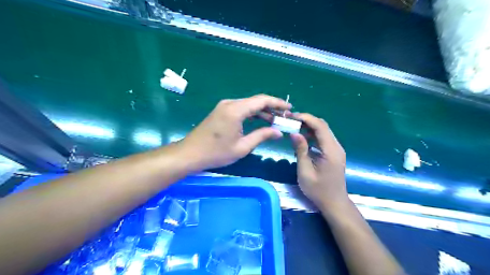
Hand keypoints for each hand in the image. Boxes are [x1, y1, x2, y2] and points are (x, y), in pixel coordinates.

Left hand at [180, 95, 289, 170]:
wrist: (190, 154)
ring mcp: (224, 106)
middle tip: (284, 117)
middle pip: (255, 101)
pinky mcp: (221, 111)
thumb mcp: (242, 147)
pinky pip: (241, 108)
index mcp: (236, 110)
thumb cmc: (216, 153)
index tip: (289, 109)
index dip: (277, 103)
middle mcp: (230, 103)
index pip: (262, 101)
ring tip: (275, 120)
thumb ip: (262, 136)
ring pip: (248, 104)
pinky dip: (252, 113)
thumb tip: (278, 132)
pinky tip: (260, 121)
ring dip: (262, 111)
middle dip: (271, 108)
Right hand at [290, 114, 347, 210]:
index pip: (320, 126)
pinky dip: (313, 135)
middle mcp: (336, 146)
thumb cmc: (318, 190)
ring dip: (309, 127)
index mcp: (331, 150)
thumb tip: (294, 133)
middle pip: (323, 126)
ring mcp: (336, 149)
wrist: (334, 203)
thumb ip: (300, 150)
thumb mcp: (305, 171)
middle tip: (290, 120)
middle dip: (307, 120)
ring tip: (294, 127)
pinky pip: (323, 139)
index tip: (292, 116)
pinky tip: (302, 138)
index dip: (306, 118)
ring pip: (323, 131)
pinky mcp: (334, 153)